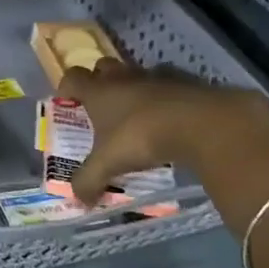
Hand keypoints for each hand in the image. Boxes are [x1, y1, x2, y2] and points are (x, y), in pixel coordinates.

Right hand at [57, 58, 268, 206]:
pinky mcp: (186, 82)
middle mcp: (123, 78)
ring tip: (138, 114)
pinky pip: (169, 85)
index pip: (72, 77)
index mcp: (99, 91)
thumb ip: (89, 180)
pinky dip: (166, 98)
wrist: (201, 123)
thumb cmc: (142, 136)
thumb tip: (78, 200)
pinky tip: (170, 118)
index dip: (66, 87)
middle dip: (100, 81)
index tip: (67, 101)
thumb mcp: (109, 163)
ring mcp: (156, 77)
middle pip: (103, 67)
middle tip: (102, 105)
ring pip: (137, 74)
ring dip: (134, 89)